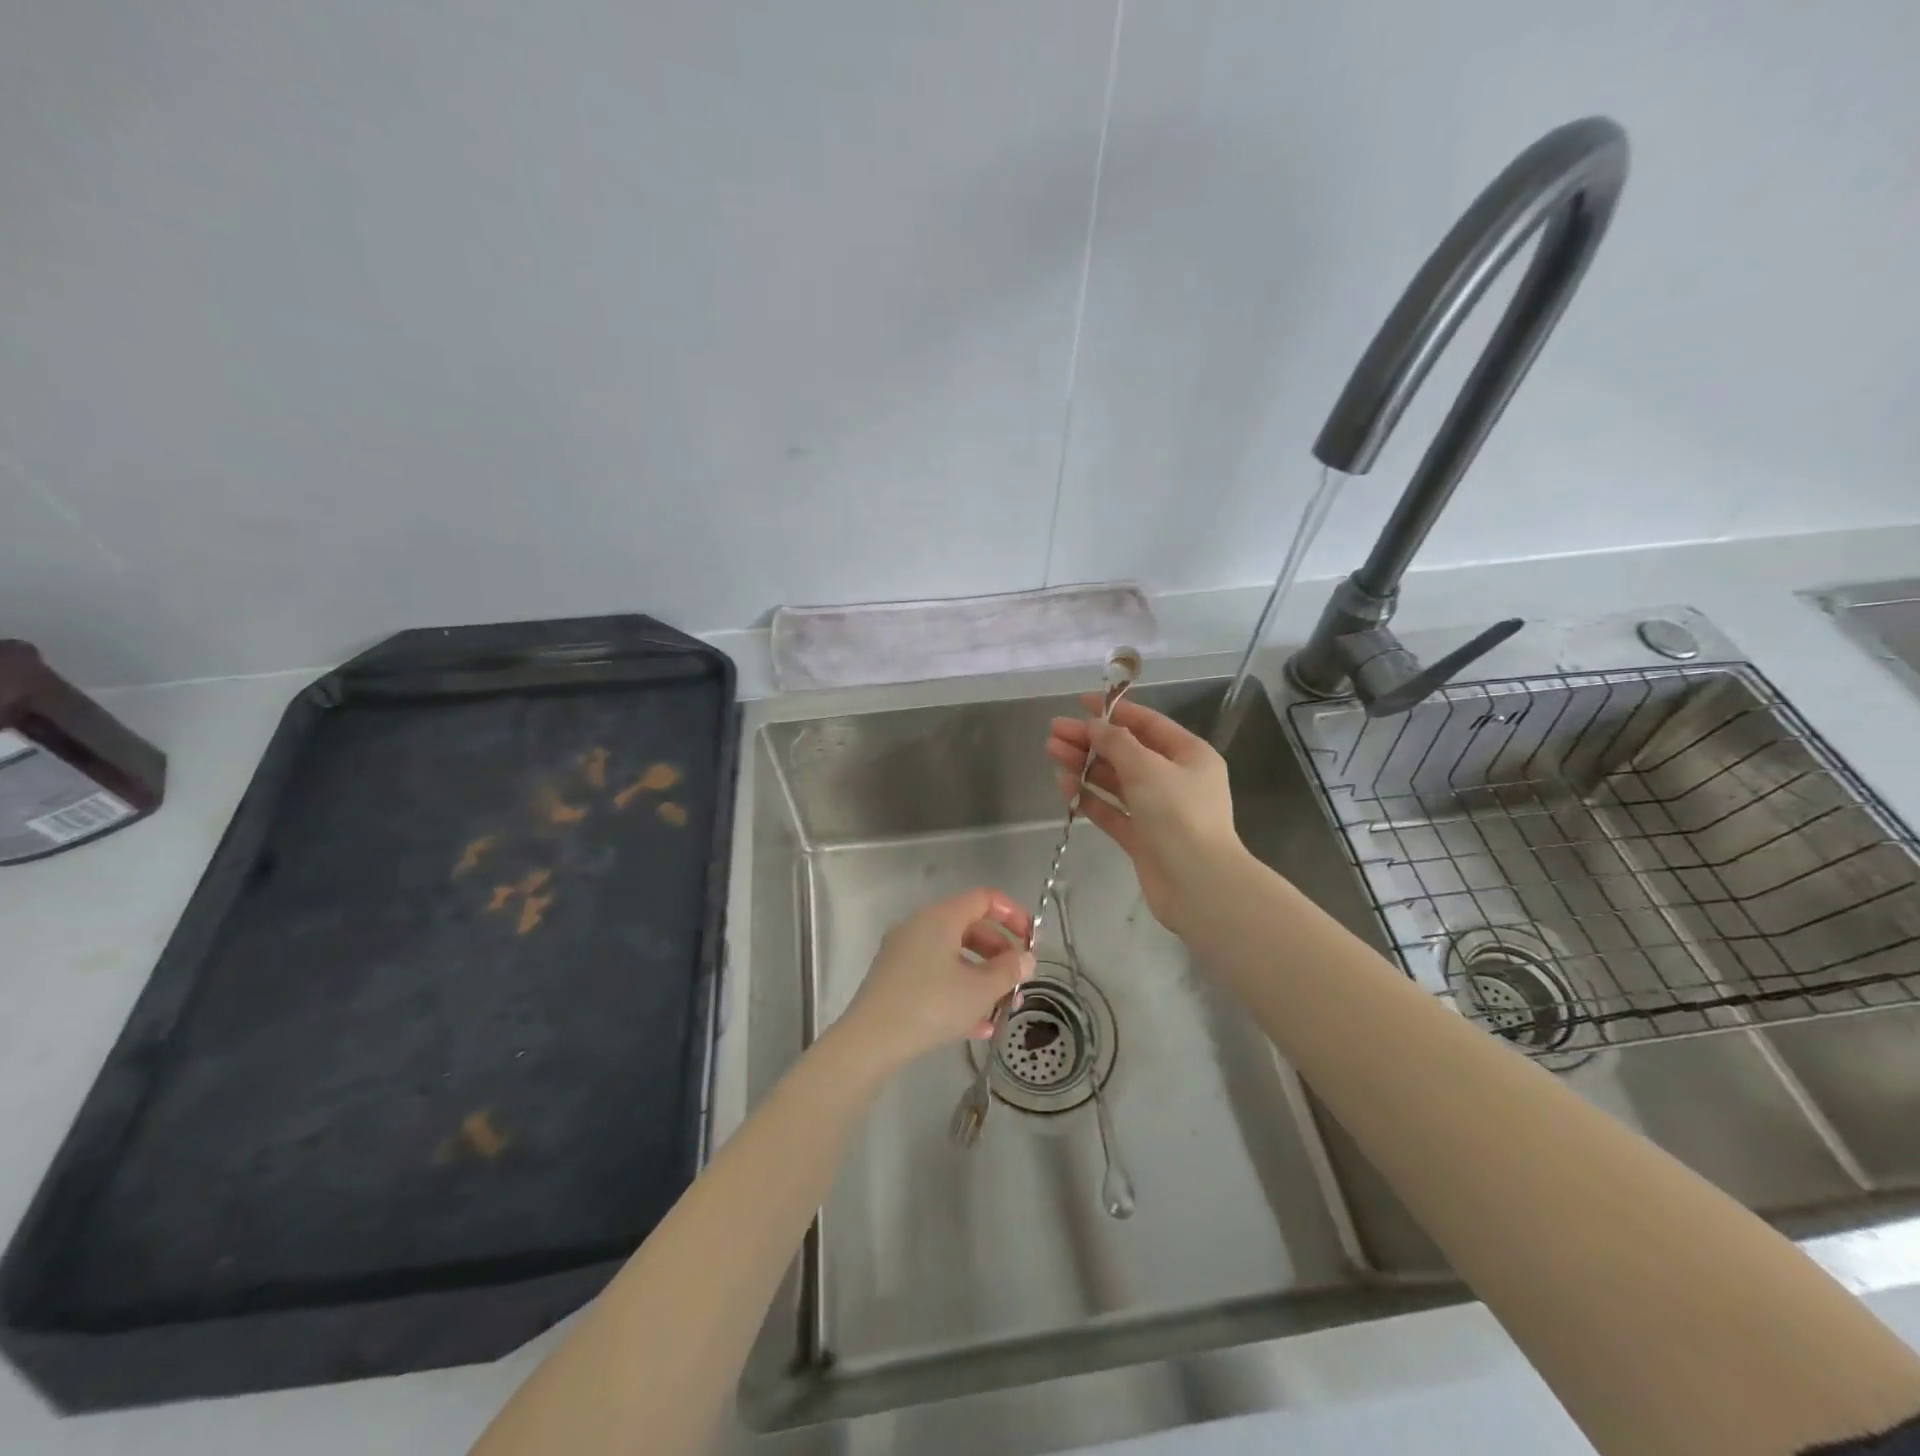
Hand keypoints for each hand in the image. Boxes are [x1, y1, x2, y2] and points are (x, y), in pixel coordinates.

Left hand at [834, 888, 1034, 1072]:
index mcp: (940, 917)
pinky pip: (936, 975)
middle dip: (999, 954)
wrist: (870, 1041)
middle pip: (970, 928)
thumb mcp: (979, 990)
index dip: (1013, 914)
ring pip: (953, 956)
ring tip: (1003, 1009)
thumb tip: (1026, 958)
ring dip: (982, 978)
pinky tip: (978, 1027)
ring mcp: (904, 952)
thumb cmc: (931, 1005)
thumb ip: (1008, 970)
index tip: (1032, 941)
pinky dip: (959, 992)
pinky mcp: (895, 978)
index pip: (984, 899)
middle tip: (1019, 979)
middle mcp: (920, 926)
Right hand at [1046, 696, 1245, 934]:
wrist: (1198, 885)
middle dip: (1090, 740)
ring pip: (1115, 780)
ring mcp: (1157, 810)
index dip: (1114, 711)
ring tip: (1051, 752)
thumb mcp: (1147, 768)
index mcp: (1189, 755)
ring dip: (1085, 765)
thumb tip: (1095, 726)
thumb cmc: (1179, 815)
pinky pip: (1111, 810)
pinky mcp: (1141, 838)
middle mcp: (1175, 779)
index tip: (1080, 703)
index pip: (1148, 724)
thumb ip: (1117, 743)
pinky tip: (1064, 784)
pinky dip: (1088, 796)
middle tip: (1053, 731)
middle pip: (1126, 751)